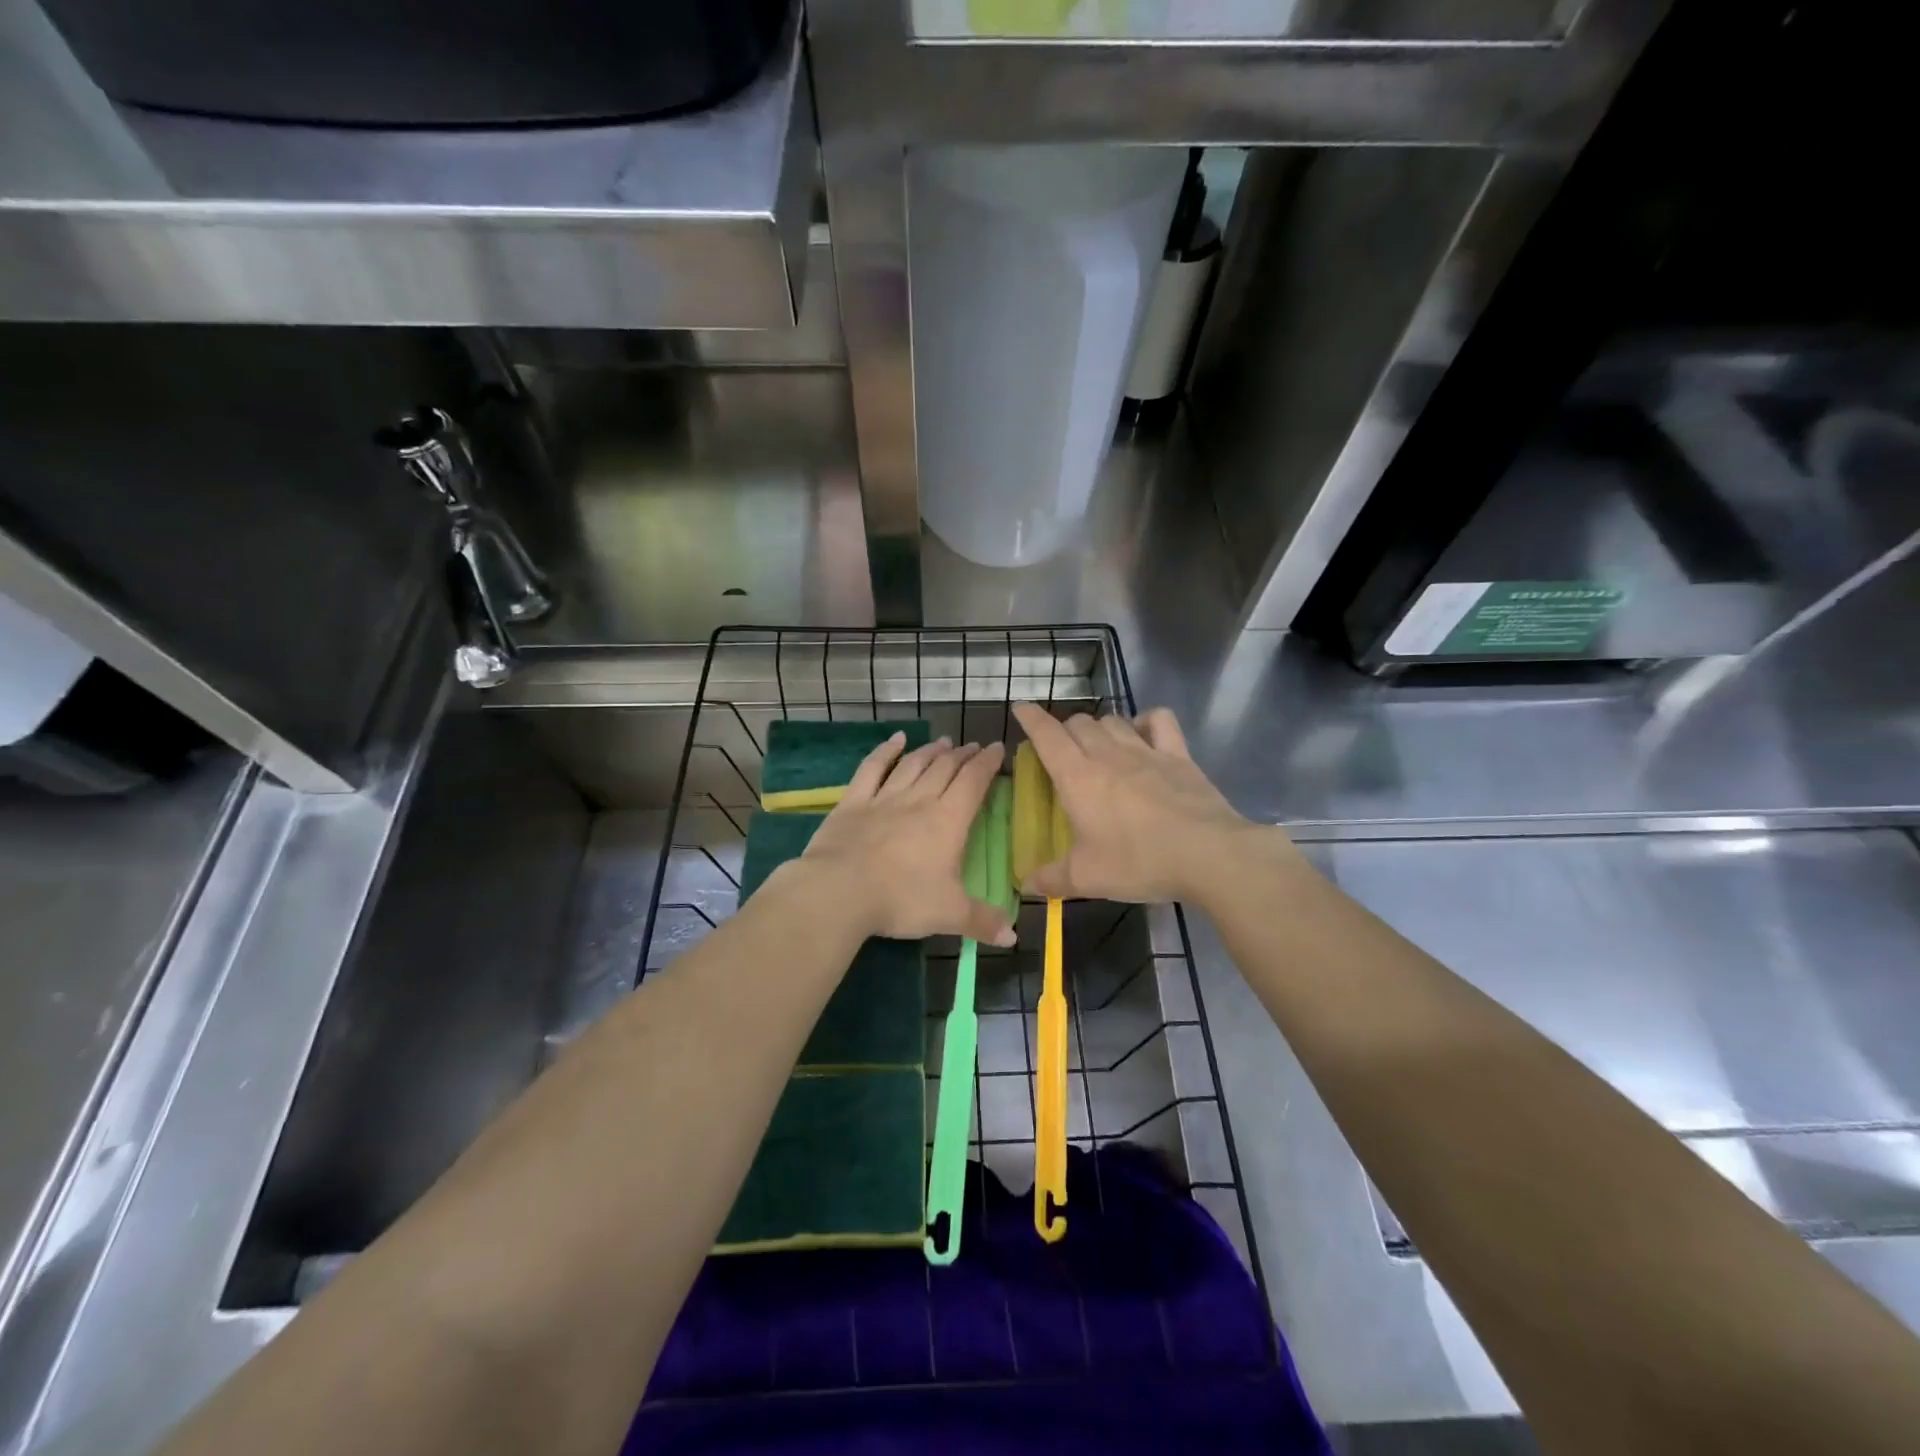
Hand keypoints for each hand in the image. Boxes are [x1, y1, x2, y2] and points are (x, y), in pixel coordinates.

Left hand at [792, 733, 1016, 946]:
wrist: (840, 890)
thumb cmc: (901, 900)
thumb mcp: (949, 914)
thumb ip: (982, 921)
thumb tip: (1013, 937)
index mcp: (948, 821)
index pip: (973, 782)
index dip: (988, 763)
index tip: (997, 749)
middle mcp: (919, 800)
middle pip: (945, 768)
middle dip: (962, 755)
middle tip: (973, 746)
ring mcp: (884, 797)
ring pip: (913, 765)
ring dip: (931, 751)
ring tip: (943, 742)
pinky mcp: (853, 802)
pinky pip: (873, 768)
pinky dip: (886, 751)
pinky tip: (896, 739)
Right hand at [1010, 702, 1285, 903]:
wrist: (1208, 854)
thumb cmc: (1139, 861)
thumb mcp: (1087, 878)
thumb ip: (1051, 878)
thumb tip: (1026, 884)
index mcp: (1077, 777)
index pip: (1046, 734)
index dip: (1030, 717)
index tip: (1020, 708)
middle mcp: (1107, 753)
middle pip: (1079, 723)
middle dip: (1064, 729)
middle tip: (1061, 750)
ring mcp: (1146, 750)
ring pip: (1112, 719)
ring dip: (1098, 726)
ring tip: (1097, 744)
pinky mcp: (1178, 755)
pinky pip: (1158, 720)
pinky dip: (1145, 720)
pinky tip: (1142, 733)